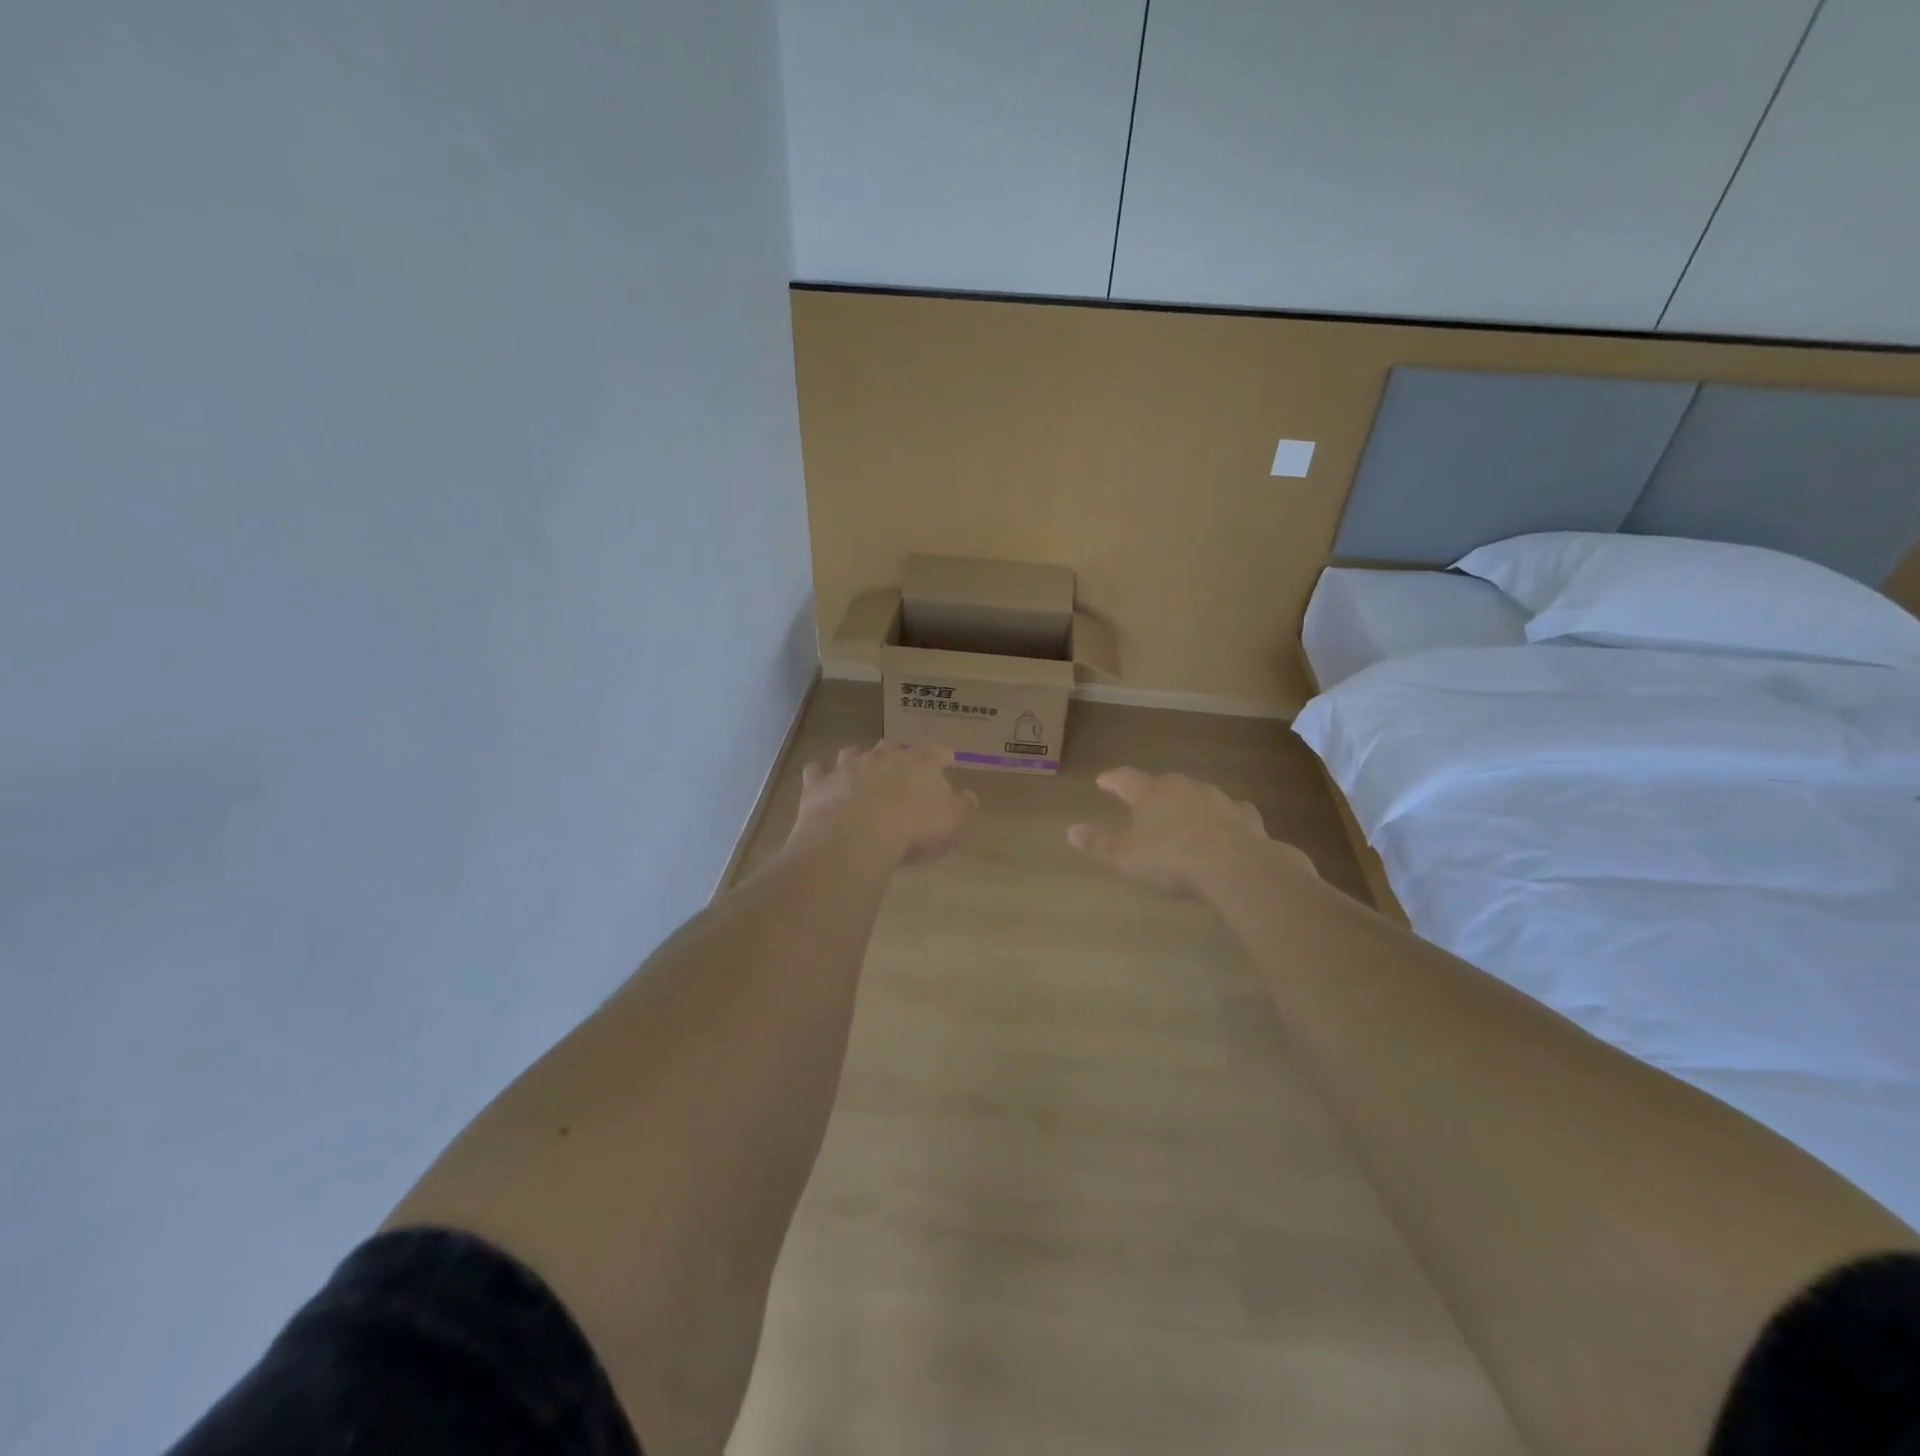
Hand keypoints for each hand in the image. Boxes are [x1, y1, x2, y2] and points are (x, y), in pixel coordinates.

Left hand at [791, 741, 978, 867]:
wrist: (856, 837)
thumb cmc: (912, 830)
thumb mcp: (953, 824)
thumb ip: (964, 808)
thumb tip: (968, 797)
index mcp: (919, 763)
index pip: (936, 752)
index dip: (942, 756)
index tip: (946, 759)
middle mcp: (882, 757)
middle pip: (891, 746)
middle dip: (896, 755)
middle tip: (899, 770)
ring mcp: (847, 767)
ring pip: (852, 753)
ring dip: (857, 760)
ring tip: (860, 773)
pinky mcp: (819, 783)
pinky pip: (817, 771)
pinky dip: (821, 776)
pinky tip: (822, 783)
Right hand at [1068, 768, 1311, 897]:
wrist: (1235, 867)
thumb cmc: (1171, 859)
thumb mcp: (1125, 857)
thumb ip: (1098, 843)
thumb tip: (1070, 830)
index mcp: (1151, 793)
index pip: (1125, 779)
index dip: (1112, 780)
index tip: (1102, 780)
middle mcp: (1183, 787)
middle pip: (1163, 783)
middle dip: (1152, 791)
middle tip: (1144, 801)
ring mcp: (1217, 799)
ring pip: (1197, 794)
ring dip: (1187, 802)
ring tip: (1182, 815)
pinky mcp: (1245, 816)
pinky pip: (1230, 811)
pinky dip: (1223, 816)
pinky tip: (1225, 825)